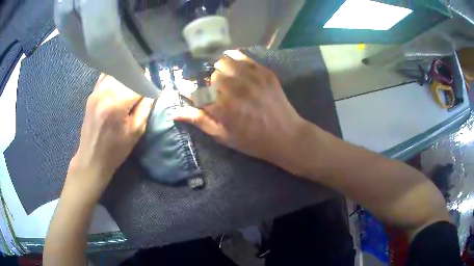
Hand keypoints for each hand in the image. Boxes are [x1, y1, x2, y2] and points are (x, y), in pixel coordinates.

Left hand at [67, 74, 153, 196]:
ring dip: (127, 76)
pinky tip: (119, 83)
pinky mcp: (92, 94)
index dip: (147, 86)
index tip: (152, 92)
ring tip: (132, 87)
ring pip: (116, 73)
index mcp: (117, 103)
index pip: (138, 83)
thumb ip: (145, 108)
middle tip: (143, 90)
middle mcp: (105, 92)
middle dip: (138, 79)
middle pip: (127, 74)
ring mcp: (96, 91)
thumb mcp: (136, 132)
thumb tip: (151, 90)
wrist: (91, 158)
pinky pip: (105, 76)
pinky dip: (115, 76)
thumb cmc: (115, 150)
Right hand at [173, 51, 311, 173]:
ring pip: (224, 62)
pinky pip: (243, 57)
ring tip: (224, 78)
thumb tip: (174, 112)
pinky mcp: (263, 72)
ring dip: (219, 69)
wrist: (286, 135)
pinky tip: (233, 65)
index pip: (195, 91)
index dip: (187, 88)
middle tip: (214, 90)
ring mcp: (251, 77)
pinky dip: (233, 58)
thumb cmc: (252, 141)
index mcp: (222, 108)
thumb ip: (199, 121)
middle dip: (208, 82)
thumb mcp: (223, 136)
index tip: (185, 87)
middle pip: (210, 74)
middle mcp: (234, 88)